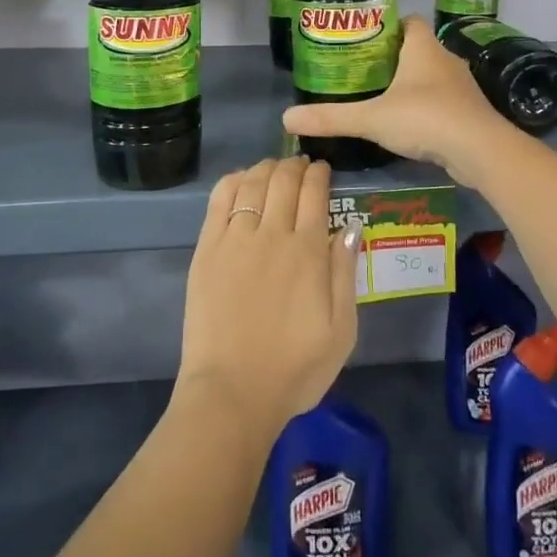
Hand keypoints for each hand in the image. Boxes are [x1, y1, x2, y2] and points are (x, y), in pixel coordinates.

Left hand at [175, 156, 359, 441]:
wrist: (233, 393)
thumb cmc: (295, 369)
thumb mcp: (342, 330)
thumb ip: (345, 273)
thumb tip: (350, 226)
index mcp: (309, 252)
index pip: (315, 194)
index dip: (319, 175)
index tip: (323, 169)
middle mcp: (273, 235)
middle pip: (284, 182)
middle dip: (295, 165)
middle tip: (300, 164)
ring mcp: (235, 240)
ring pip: (252, 184)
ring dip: (265, 168)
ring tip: (273, 167)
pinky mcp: (206, 250)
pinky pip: (219, 201)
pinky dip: (232, 181)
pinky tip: (240, 179)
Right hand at [281, 16, 510, 185]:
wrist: (479, 150)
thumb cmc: (425, 118)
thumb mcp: (372, 118)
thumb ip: (331, 117)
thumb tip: (286, 118)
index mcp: (423, 48)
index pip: (408, 22)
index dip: (388, 25)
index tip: (365, 39)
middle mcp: (445, 60)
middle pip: (418, 49)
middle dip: (393, 58)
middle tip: (363, 71)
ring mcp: (461, 87)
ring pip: (431, 76)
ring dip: (411, 84)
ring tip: (381, 98)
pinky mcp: (468, 112)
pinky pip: (443, 101)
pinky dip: (426, 108)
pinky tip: (408, 124)